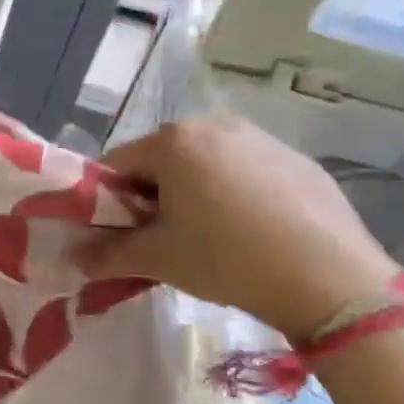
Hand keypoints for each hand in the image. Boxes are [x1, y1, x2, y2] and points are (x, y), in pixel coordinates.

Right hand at [76, 116, 400, 341]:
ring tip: (207, 238)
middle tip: (160, 239)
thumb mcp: (157, 259)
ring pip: (204, 164)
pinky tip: (249, 233)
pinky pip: (245, 171)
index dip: (106, 200)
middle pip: (161, 160)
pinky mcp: (298, 160)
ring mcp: (262, 138)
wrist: (331, 278)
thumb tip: (73, 259)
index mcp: (174, 141)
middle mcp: (215, 125)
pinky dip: (233, 195)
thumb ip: (107, 254)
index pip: (116, 163)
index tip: (116, 233)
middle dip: (150, 196)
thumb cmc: (226, 258)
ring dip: (191, 195)